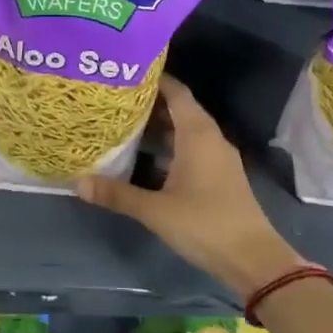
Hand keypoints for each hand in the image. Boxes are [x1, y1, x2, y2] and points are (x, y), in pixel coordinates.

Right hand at [77, 76, 301, 299]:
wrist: (253, 259)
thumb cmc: (204, 224)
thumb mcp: (155, 210)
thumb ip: (117, 194)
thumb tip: (78, 183)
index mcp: (198, 134)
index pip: (176, 92)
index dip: (154, 79)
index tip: (125, 74)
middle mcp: (210, 138)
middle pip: (180, 109)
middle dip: (150, 103)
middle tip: (115, 100)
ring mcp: (218, 158)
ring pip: (186, 131)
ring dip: (160, 127)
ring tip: (125, 125)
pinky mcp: (220, 176)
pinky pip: (192, 148)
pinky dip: (171, 146)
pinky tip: (147, 158)